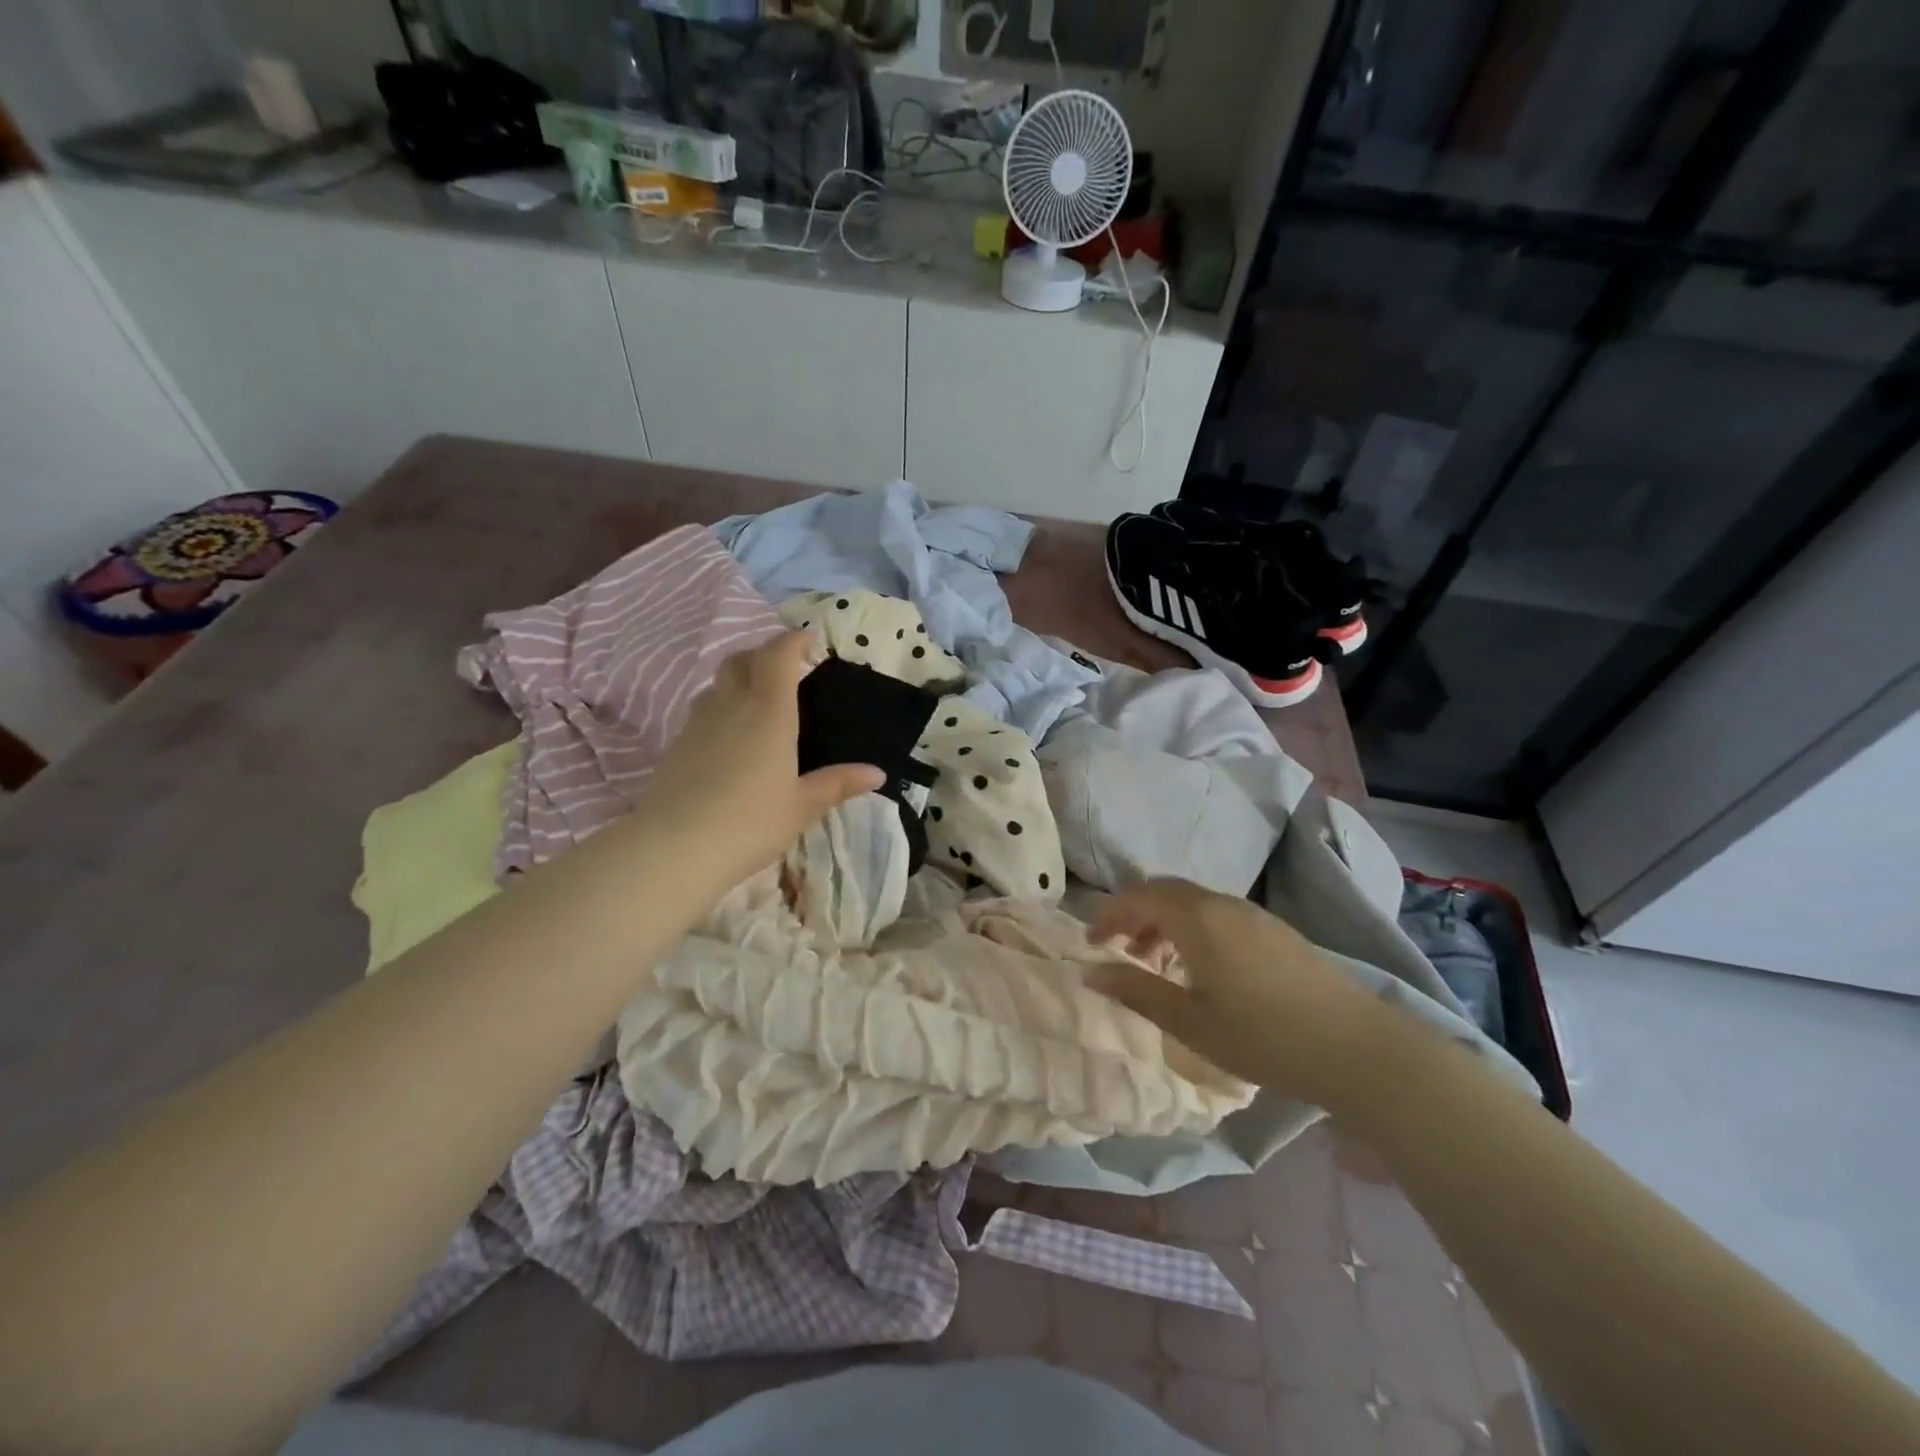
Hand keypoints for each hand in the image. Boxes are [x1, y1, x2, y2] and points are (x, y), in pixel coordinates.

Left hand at [640, 632, 884, 889]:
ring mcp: (699, 721)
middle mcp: (732, 704)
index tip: (811, 643)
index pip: (779, 654)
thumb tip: (878, 773)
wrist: (674, 847)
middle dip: (765, 654)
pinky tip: (732, 738)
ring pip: (719, 682)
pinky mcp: (677, 743)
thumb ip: (838, 783)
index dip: (794, 641)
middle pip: (742, 659)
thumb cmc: (750, 821)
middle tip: (787, 670)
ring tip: (760, 702)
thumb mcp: (803, 806)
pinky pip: (704, 709)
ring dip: (740, 679)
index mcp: (769, 710)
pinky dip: (722, 707)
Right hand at [1088, 879, 1382, 1107]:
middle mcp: (1222, 904)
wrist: (1357, 1047)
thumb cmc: (1264, 1037)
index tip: (1091, 945)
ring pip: (1192, 902)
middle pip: (1165, 891)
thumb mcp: (1190, 1023)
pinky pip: (1218, 915)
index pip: (1138, 896)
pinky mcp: (1275, 931)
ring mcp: (1253, 915)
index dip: (1108, 915)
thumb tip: (1092, 972)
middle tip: (1119, 950)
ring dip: (1164, 922)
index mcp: (1197, 919)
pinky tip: (1200, 970)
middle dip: (1134, 914)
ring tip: (1155, 964)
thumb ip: (1137, 991)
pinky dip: (1192, 929)